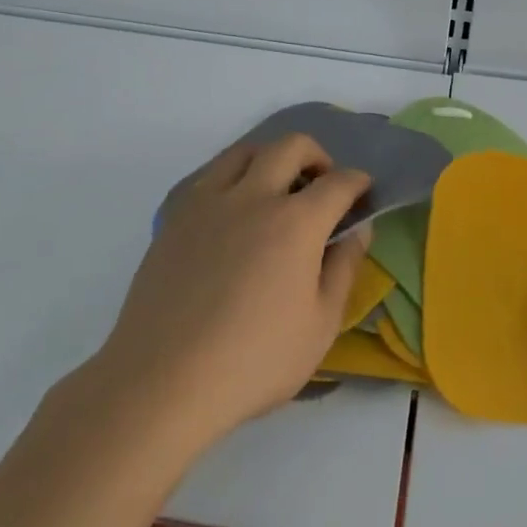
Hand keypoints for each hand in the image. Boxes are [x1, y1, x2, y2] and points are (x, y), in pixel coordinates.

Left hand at [92, 134, 371, 453]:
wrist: (163, 380)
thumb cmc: (254, 360)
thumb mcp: (320, 325)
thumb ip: (344, 269)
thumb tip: (358, 230)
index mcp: (296, 222)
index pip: (338, 183)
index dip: (358, 182)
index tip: (363, 192)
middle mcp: (254, 196)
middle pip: (292, 146)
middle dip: (318, 156)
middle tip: (322, 184)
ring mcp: (209, 202)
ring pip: (246, 150)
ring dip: (271, 157)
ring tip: (277, 188)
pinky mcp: (176, 217)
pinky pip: (210, 174)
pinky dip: (233, 176)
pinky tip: (234, 210)